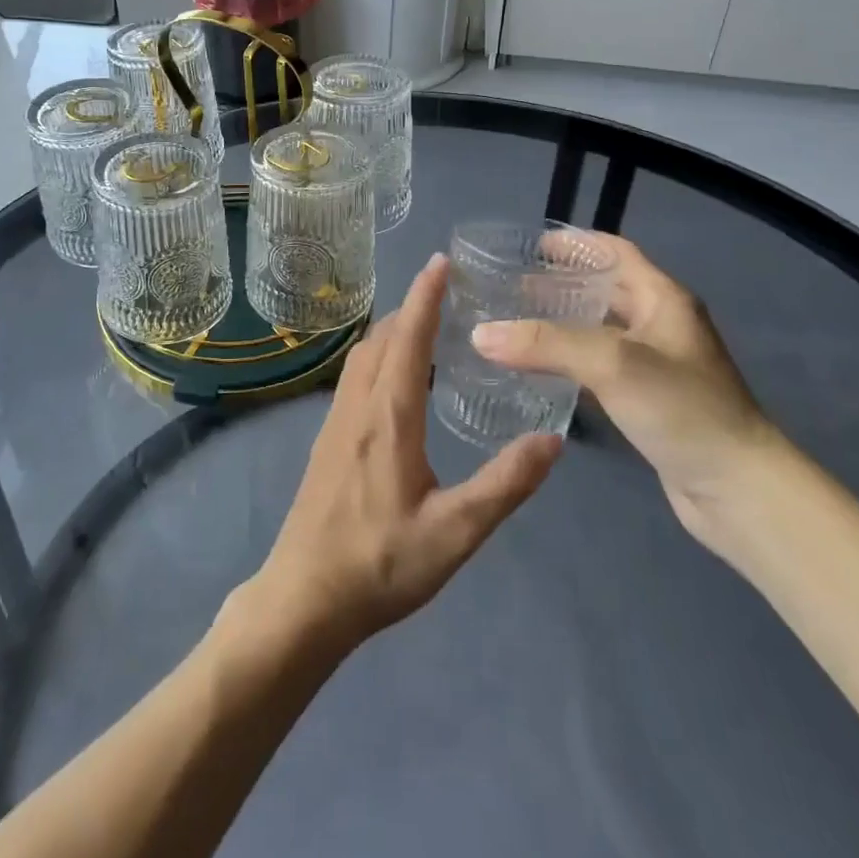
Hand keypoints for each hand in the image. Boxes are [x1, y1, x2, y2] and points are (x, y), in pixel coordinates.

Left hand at [244, 254, 562, 656]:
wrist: (306, 596)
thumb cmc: (381, 564)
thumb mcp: (457, 532)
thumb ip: (506, 484)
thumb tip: (553, 440)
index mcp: (389, 416)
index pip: (407, 338)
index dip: (425, 296)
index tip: (441, 261)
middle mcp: (358, 405)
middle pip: (381, 337)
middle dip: (411, 307)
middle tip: (446, 291)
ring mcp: (336, 421)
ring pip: (363, 355)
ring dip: (391, 330)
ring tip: (425, 325)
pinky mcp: (327, 439)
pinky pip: (355, 377)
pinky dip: (378, 355)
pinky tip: (397, 378)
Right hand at [469, 232, 779, 545]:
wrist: (738, 490)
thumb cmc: (682, 409)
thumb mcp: (611, 363)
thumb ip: (545, 343)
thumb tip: (480, 334)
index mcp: (663, 299)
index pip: (615, 252)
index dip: (576, 242)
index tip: (531, 245)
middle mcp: (662, 325)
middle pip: (606, 290)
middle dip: (561, 283)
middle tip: (511, 288)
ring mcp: (657, 365)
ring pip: (600, 330)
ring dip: (562, 323)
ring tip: (516, 325)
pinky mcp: (649, 402)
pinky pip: (600, 367)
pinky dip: (570, 361)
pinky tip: (540, 372)